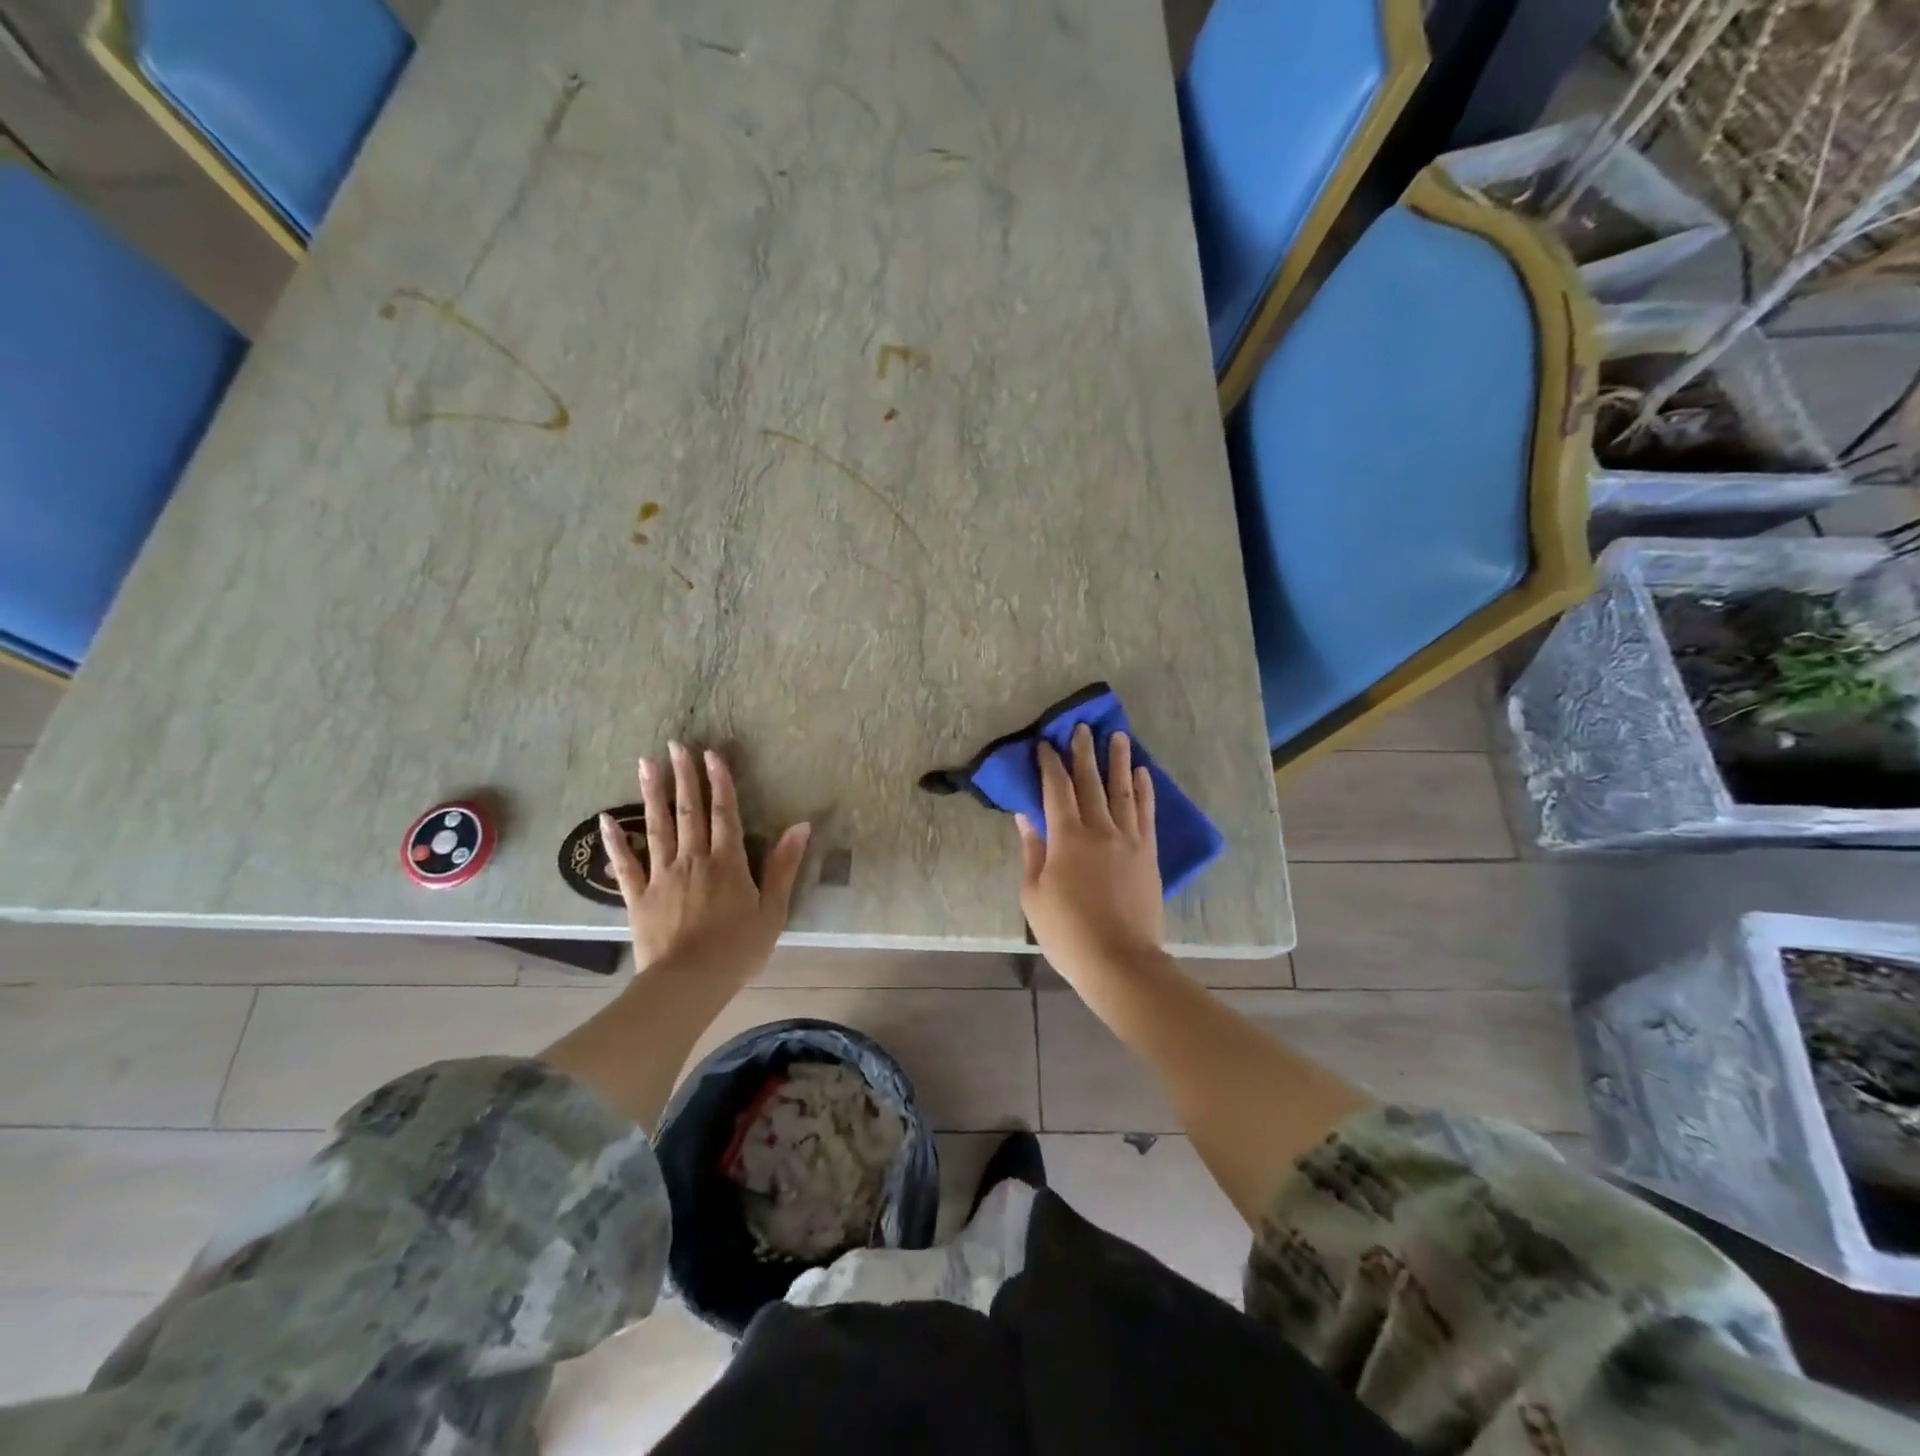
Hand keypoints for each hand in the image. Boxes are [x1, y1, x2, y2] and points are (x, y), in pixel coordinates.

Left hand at [600, 741, 810, 982]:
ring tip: (646, 763)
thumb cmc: (738, 949)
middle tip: (675, 745)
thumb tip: (800, 826)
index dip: (719, 782)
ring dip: (652, 794)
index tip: (711, 754)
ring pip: (656, 827)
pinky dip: (614, 841)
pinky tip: (605, 819)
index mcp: (728, 862)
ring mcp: (661, 875)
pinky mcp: (637, 896)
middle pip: (689, 811)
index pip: (725, 813)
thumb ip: (784, 866)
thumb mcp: (773, 910)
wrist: (689, 983)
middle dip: (684, 776)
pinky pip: (624, 864)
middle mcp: (693, 859)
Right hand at [1017, 724, 1163, 989]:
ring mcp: (1128, 840)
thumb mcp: (1033, 894)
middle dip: (1084, 753)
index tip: (1046, 744)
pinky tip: (1143, 774)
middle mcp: (1099, 830)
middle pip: (1090, 783)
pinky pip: (1146, 814)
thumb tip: (1026, 816)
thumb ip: (1032, 851)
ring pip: (1122, 791)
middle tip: (1082, 727)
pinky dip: (1144, 791)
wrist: (1119, 960)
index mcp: (1066, 838)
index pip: (1056, 790)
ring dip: (1118, 762)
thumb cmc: (1067, 932)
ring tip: (1117, 736)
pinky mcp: (1148, 854)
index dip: (1050, 764)